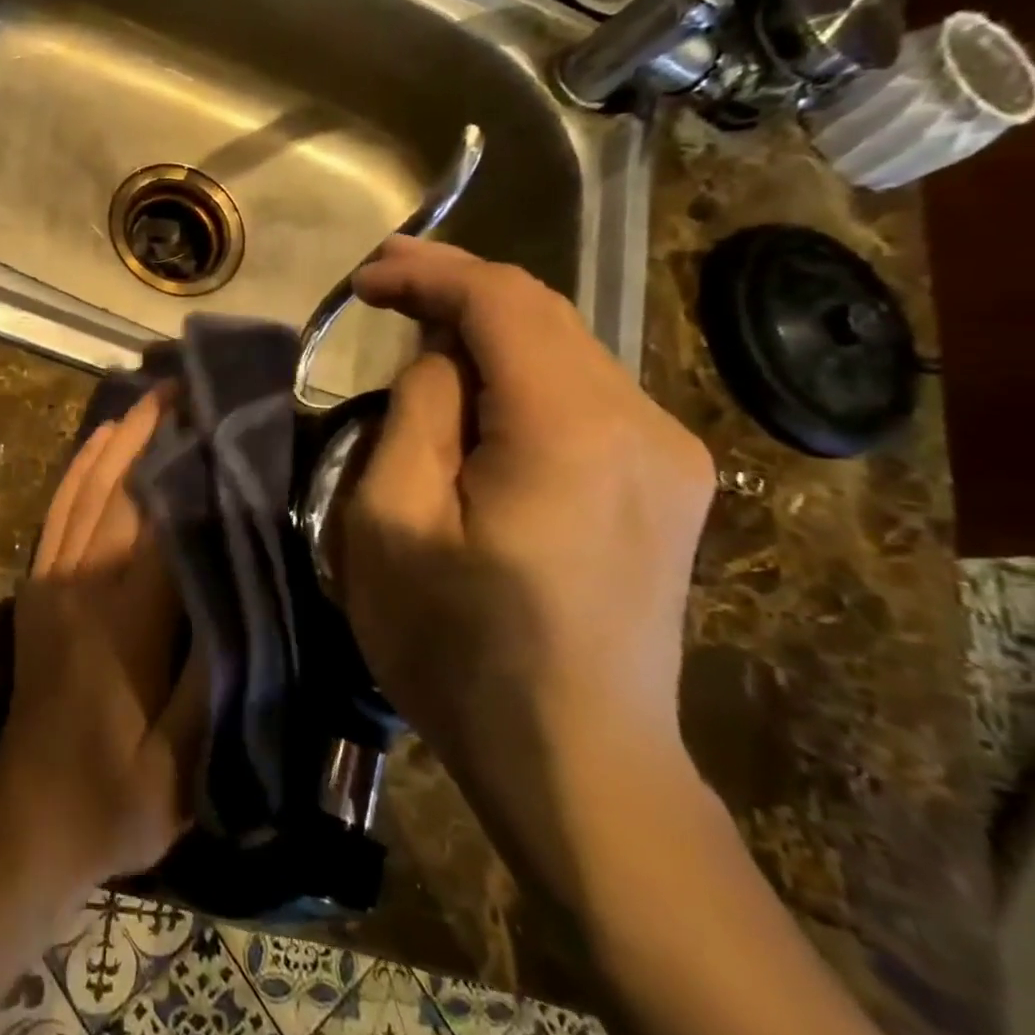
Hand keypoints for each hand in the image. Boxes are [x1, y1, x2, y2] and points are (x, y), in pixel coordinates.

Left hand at [0, 390, 205, 897]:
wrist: (29, 813)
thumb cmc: (117, 795)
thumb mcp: (183, 767)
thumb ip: (214, 682)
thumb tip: (245, 593)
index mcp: (123, 621)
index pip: (162, 524)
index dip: (192, 468)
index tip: (224, 419)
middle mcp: (82, 582)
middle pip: (122, 490)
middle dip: (156, 432)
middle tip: (194, 385)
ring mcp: (52, 578)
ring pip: (87, 488)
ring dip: (120, 436)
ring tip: (156, 395)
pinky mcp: (38, 583)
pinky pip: (58, 508)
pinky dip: (81, 465)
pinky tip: (102, 437)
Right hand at [341, 238, 714, 782]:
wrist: (576, 763)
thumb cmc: (457, 645)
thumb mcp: (391, 522)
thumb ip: (416, 412)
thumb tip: (438, 354)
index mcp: (569, 429)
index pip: (501, 301)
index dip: (428, 271)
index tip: (365, 276)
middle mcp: (641, 423)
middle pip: (543, 314)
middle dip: (456, 287)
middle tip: (382, 282)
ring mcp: (669, 456)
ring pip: (566, 350)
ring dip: (486, 331)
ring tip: (416, 333)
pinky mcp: (668, 486)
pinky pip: (584, 394)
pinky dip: (520, 373)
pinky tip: (477, 395)